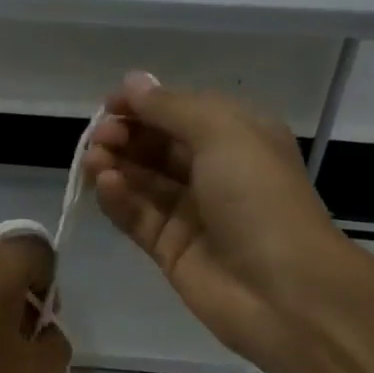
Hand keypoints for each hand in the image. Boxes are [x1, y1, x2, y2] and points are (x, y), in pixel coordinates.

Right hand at [82, 72, 349, 366]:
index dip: (144, 105)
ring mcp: (190, 214)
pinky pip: (137, 218)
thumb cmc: (259, 199)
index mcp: (237, 136)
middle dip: (126, 136)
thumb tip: (132, 82)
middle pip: (158, 147)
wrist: (281, 290)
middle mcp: (214, 172)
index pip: (181, 112)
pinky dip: (119, 200)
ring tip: (93, 161)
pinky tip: (105, 186)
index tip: (109, 105)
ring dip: (116, 167)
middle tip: (99, 138)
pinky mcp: (169, 250)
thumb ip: (173, 108)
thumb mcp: (223, 133)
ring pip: (143, 183)